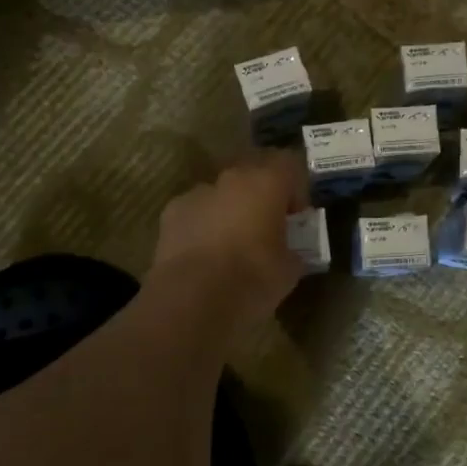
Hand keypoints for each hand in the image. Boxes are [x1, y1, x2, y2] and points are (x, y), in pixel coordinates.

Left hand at [151, 150, 307, 327]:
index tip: (296, 217)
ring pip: (222, 193)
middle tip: (267, 228)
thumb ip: (292, 251)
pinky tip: (204, 254)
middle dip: (262, 197)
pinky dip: (203, 225)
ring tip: (232, 244)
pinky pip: (196, 211)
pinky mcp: (171, 213)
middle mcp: (232, 178)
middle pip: (253, 175)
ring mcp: (197, 193)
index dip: (296, 189)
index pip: (289, 165)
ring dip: (231, 210)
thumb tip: (290, 252)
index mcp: (267, 183)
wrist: (191, 300)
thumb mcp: (289, 270)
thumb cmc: (251, 279)